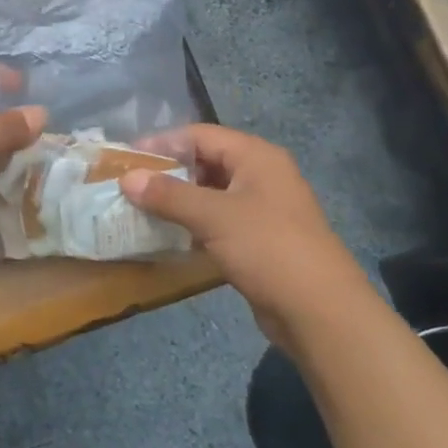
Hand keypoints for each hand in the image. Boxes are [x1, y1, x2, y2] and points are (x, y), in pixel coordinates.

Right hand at [119, 125, 372, 349]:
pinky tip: (169, 235)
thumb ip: (168, 195)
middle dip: (168, 172)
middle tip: (130, 184)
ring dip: (178, 200)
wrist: (320, 312)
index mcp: (256, 157)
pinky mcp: (260, 239)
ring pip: (211, 193)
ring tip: (141, 208)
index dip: (162, 143)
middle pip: (206, 161)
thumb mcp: (213, 216)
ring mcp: (263, 209)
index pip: (199, 135)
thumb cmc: (267, 248)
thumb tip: (127, 178)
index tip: (127, 158)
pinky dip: (193, 223)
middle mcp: (261, 175)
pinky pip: (219, 220)